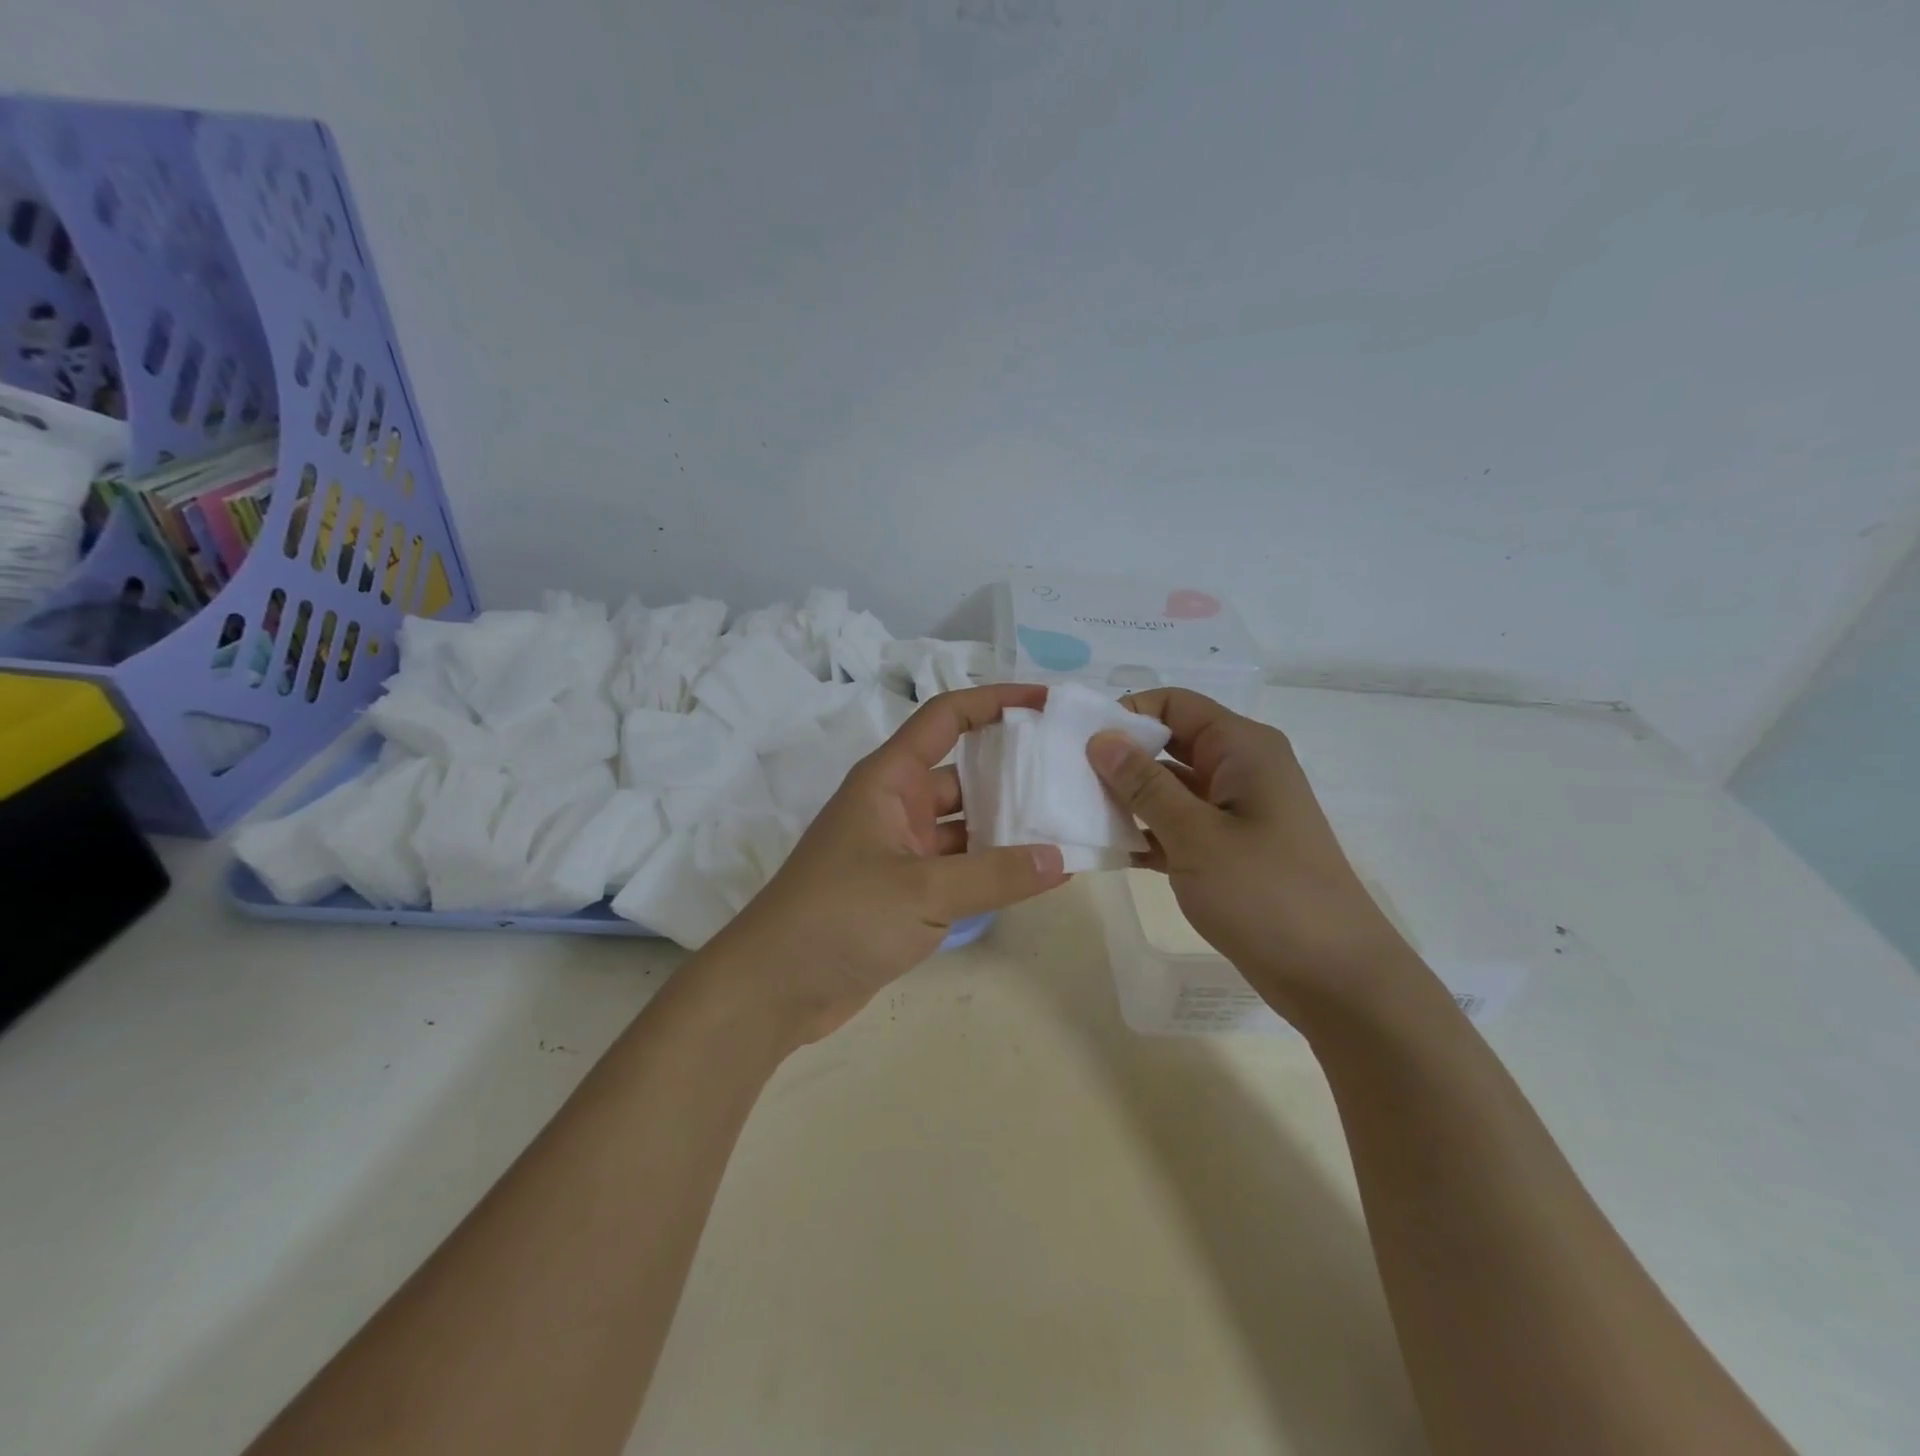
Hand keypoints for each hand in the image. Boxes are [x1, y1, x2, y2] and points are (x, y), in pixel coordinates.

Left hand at [713, 684, 1068, 1042]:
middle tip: (1072, 773)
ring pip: (965, 824)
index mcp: (889, 779)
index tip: (1045, 702)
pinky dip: (991, 867)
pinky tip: (1035, 874)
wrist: (775, 988)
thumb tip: (1061, 858)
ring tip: (1068, 824)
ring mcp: (900, 849)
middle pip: (964, 772)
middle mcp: (896, 805)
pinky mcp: (905, 890)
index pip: (946, 717)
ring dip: (1008, 825)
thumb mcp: (923, 890)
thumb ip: (995, 874)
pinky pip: (958, 865)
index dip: (994, 701)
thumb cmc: (841, 916)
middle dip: (1014, 771)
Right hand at [1087, 688, 1418, 1019]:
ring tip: (1074, 813)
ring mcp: (1233, 812)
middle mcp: (1239, 769)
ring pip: (1168, 788)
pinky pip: (1176, 827)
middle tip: (1065, 778)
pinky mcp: (1227, 850)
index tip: (1078, 743)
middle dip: (1119, 758)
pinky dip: (1145, 833)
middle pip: (1168, 744)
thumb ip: (1144, 784)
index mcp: (1242, 748)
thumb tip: (1100, 737)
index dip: (1126, 714)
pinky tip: (1104, 850)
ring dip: (1126, 799)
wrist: (1333, 977)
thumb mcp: (1196, 835)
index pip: (1174, 705)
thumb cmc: (1267, 894)